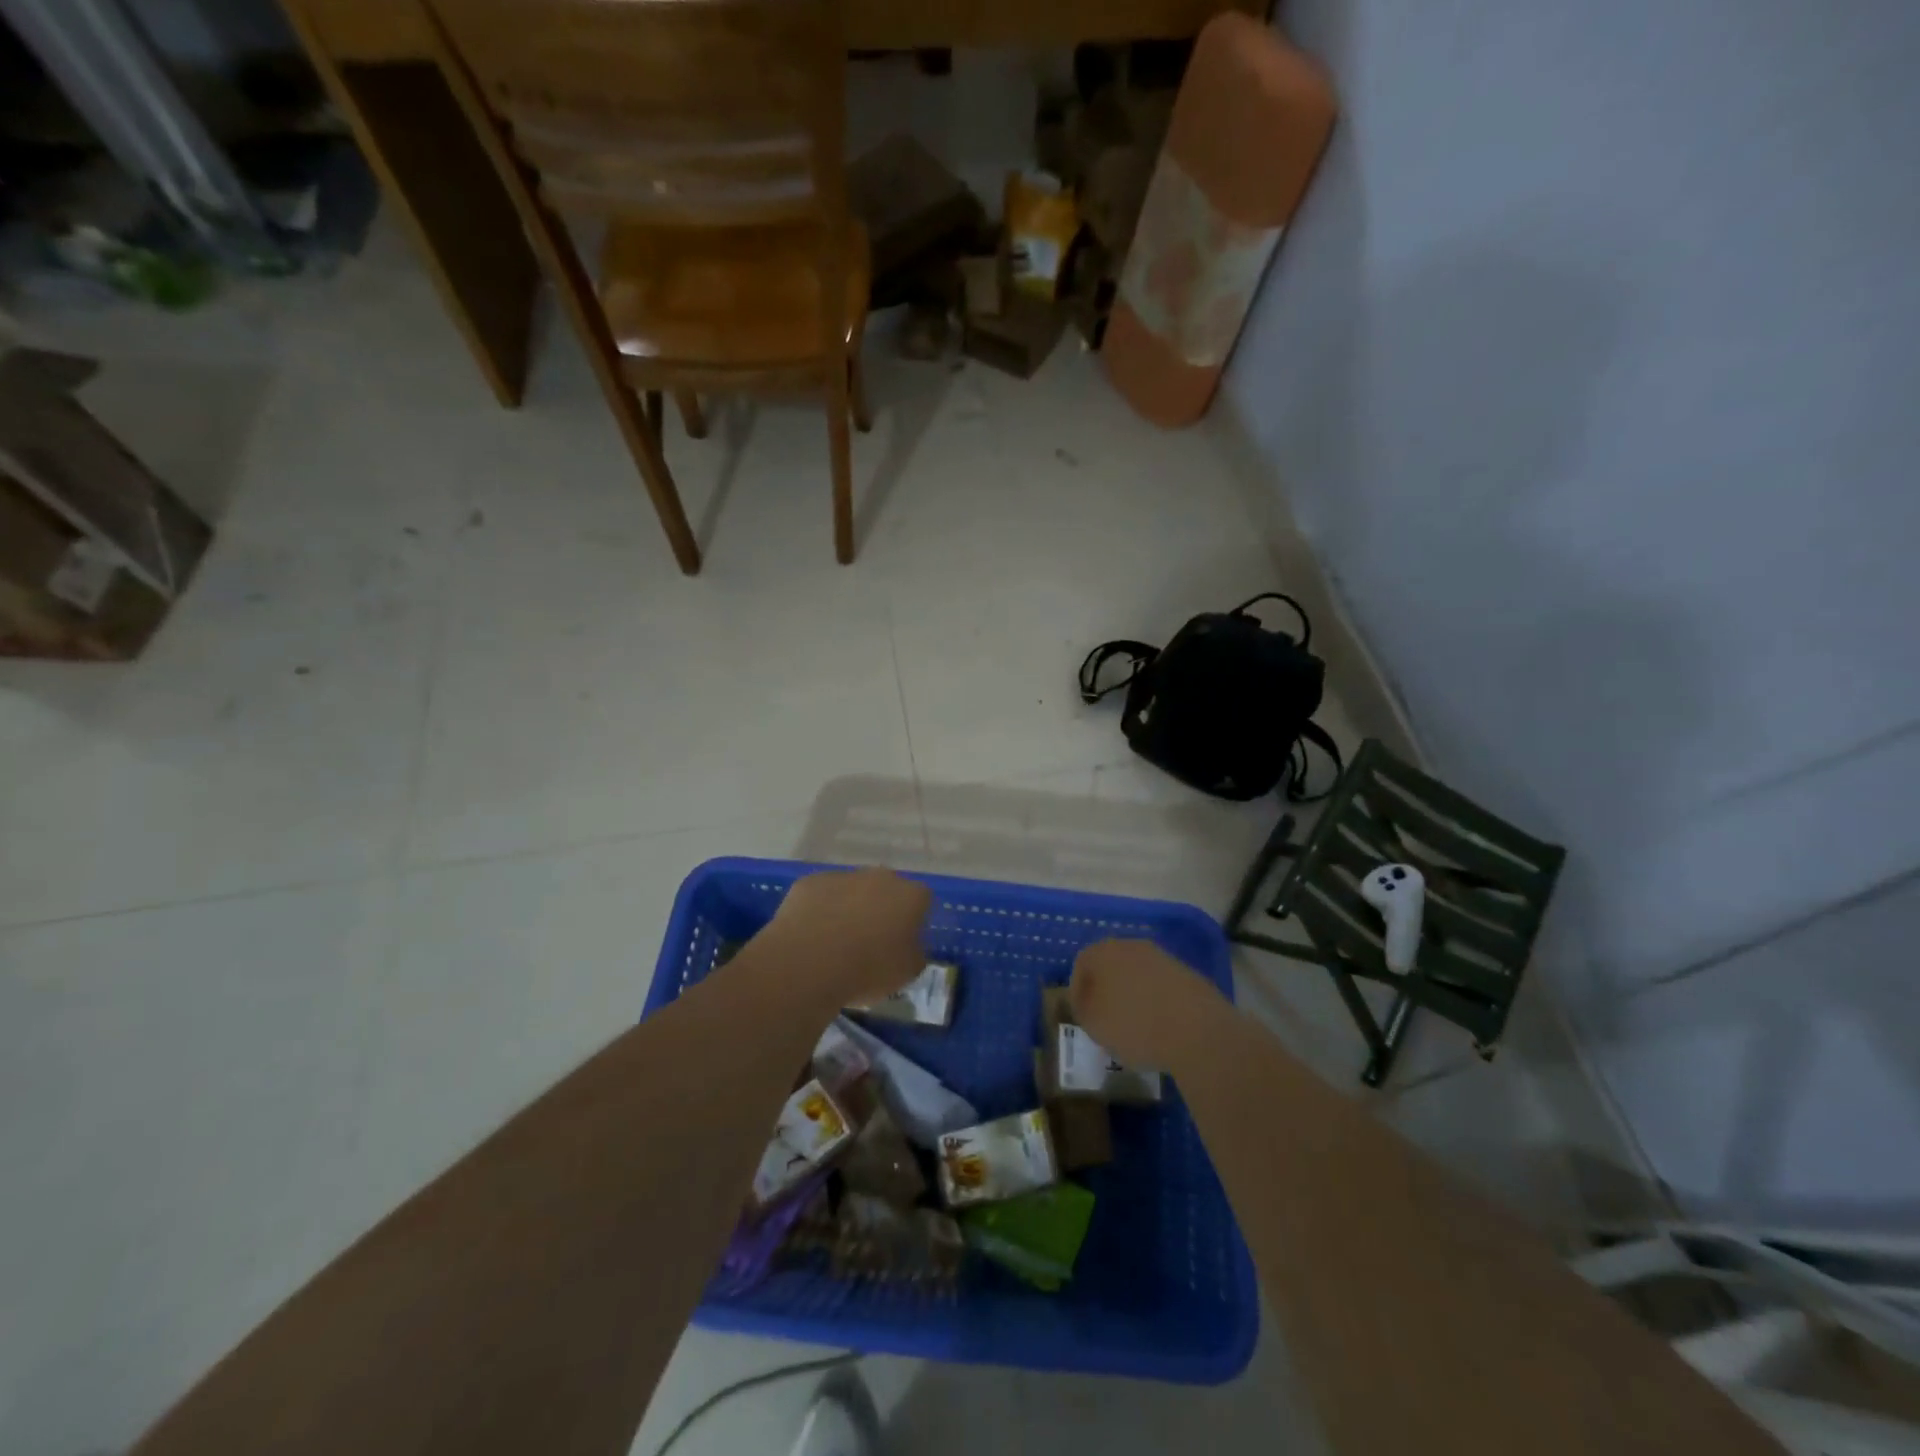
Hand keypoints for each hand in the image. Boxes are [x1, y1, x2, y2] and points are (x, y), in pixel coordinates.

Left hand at [756, 868, 931, 1008]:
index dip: (914, 921)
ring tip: (836, 944)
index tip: (903, 943)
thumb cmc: (868, 969)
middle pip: (886, 890)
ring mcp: (843, 876)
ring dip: (849, 909)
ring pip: (852, 891)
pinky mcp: (810, 882)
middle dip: (881, 910)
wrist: (809, 962)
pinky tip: (812, 937)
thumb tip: (909, 946)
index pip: (922, 901)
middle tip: (871, 942)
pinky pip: (822, 896)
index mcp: (911, 896)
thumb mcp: (908, 972)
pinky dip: (820, 911)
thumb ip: (915, 953)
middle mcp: (880, 877)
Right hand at [1070, 938, 1228, 1071]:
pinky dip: (1156, 1000)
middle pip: (1110, 965)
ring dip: (1132, 994)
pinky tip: (1160, 1025)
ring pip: (1137, 973)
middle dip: (1106, 989)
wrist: (1197, 1031)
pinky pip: (1161, 985)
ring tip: (1135, 1025)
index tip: (1083, 1016)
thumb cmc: (1134, 1026)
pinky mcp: (1187, 973)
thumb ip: (1082, 1009)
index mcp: (1103, 952)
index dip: (1078, 991)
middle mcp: (1132, 946)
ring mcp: (1162, 957)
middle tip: (1106, 1018)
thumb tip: (1087, 1002)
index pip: (1081, 964)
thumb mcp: (1094, 1025)